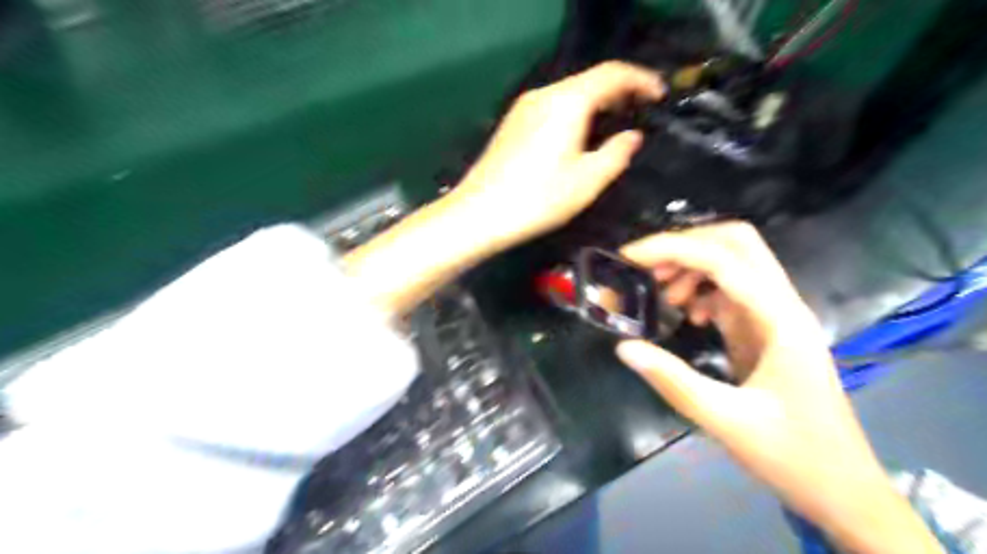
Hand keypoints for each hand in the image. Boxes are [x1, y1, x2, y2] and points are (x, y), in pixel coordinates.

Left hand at [451, 60, 665, 248]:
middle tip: (641, 111)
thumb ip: (616, 153)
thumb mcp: (587, 181)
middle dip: (620, 91)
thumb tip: (631, 137)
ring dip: (597, 102)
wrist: (479, 213)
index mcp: (567, 102)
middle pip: (589, 80)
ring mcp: (524, 108)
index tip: (660, 96)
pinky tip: (581, 134)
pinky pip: (553, 106)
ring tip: (615, 123)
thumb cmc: (537, 199)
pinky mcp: (513, 123)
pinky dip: (575, 112)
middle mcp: (543, 94)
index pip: (612, 73)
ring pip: (570, 93)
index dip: (641, 80)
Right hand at [614, 221, 939, 553]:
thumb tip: (624, 347)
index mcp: (779, 320)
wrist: (842, 486)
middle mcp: (782, 305)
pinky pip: (731, 289)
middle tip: (646, 268)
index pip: (723, 259)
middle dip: (686, 245)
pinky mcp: (767, 327)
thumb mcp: (725, 421)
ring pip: (733, 261)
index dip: (673, 248)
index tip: (629, 256)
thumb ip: (672, 380)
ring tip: (661, 295)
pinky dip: (701, 288)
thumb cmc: (792, 454)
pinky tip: (687, 314)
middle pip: (737, 243)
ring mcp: (776, 314)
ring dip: (692, 265)